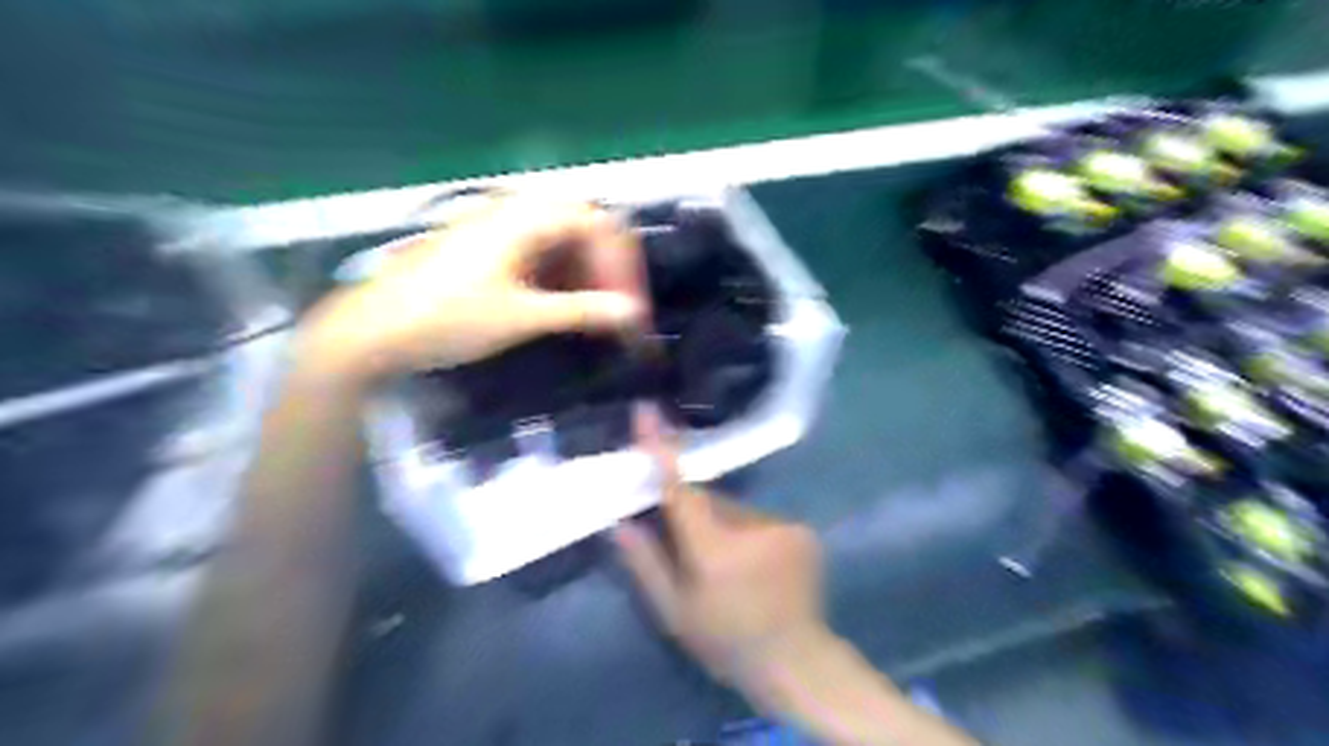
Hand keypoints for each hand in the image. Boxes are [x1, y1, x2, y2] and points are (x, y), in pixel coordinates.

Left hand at [305, 197, 650, 383]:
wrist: (372, 330)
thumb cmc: (448, 319)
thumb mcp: (522, 317)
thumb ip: (582, 311)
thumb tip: (633, 313)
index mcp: (525, 217)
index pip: (597, 222)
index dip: (622, 262)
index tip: (631, 304)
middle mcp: (513, 210)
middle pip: (581, 225)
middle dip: (605, 266)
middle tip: (616, 307)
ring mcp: (495, 226)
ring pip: (559, 238)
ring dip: (583, 272)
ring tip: (592, 313)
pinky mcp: (483, 246)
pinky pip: (535, 250)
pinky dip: (557, 275)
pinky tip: (560, 305)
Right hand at [617, 410, 977, 743]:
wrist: (796, 660)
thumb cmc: (726, 641)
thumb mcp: (674, 613)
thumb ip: (645, 563)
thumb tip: (620, 522)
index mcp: (712, 549)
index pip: (680, 488)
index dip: (661, 448)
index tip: (646, 411)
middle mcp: (749, 526)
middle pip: (708, 498)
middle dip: (694, 511)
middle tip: (690, 546)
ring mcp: (781, 524)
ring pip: (734, 509)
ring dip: (723, 524)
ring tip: (729, 566)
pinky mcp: (801, 528)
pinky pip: (759, 518)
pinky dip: (749, 531)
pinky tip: (755, 565)